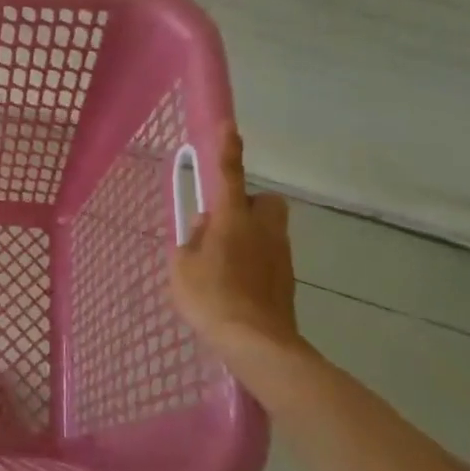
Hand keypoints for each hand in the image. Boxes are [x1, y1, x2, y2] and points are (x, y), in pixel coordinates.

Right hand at [170, 124, 304, 371]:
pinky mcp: (287, 280)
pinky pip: (270, 256)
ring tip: (223, 261)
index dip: (228, 149)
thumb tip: (205, 226)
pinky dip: (256, 261)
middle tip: (222, 224)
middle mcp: (262, 229)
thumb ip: (191, 240)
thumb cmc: (211, 298)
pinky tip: (236, 285)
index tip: (229, 126)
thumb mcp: (182, 267)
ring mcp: (280, 255)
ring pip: (269, 229)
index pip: (229, 174)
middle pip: (263, 201)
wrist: (257, 344)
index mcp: (232, 219)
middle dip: (247, 204)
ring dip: (250, 234)